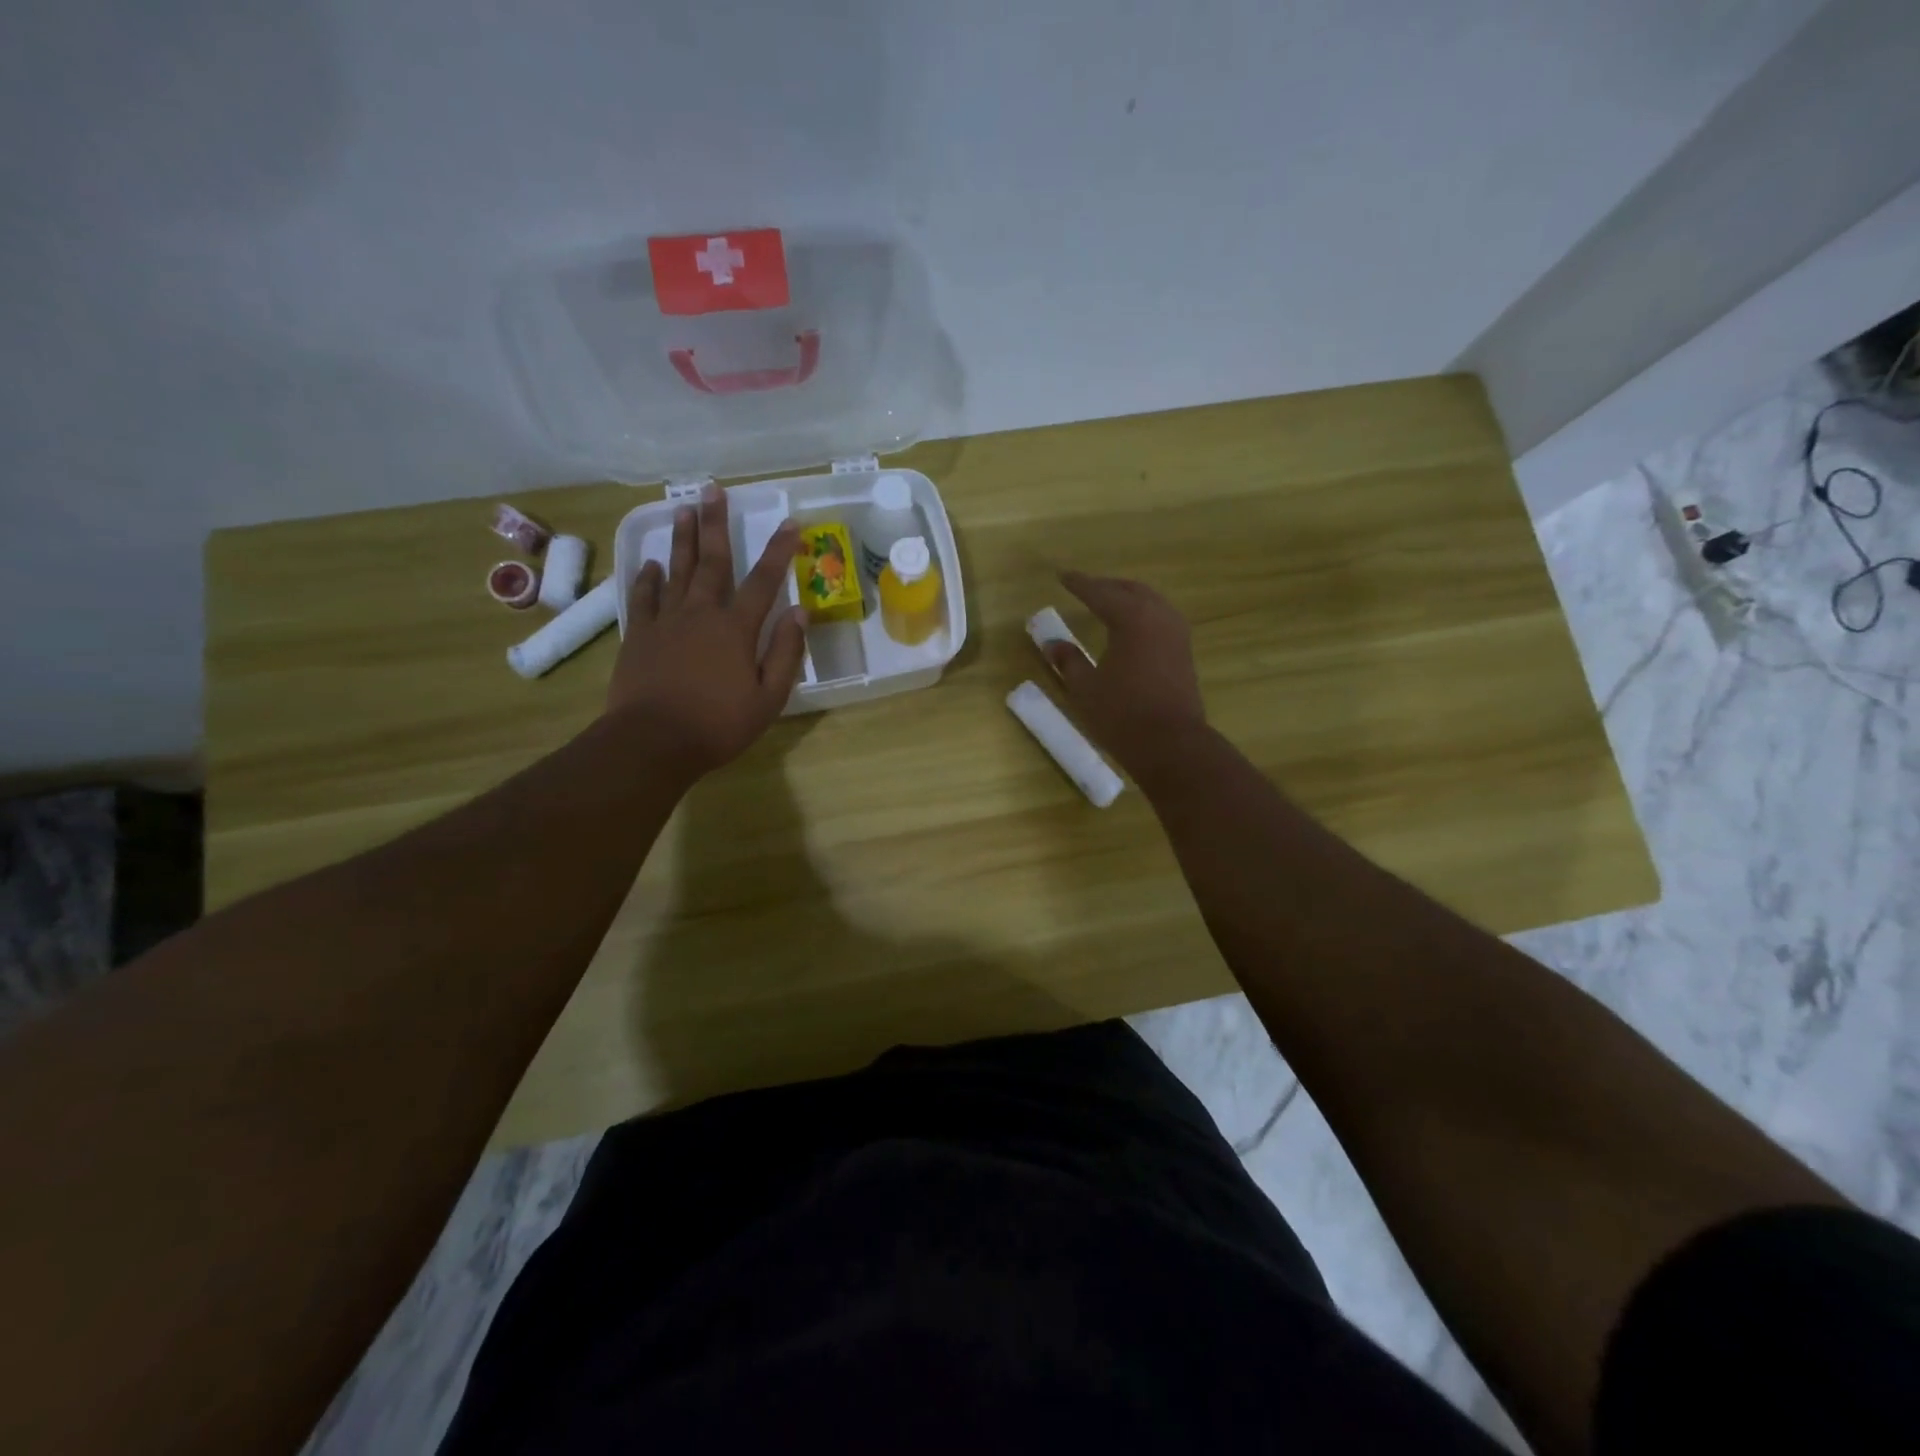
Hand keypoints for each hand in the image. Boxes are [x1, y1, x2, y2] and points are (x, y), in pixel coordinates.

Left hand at [607, 486, 806, 778]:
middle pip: (712, 561)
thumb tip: (800, 612)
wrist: (653, 741)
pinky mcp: (639, 635)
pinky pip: (643, 598)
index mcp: (736, 629)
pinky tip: (651, 564)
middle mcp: (701, 613)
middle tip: (713, 490)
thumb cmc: (719, 724)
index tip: (790, 523)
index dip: (779, 551)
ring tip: (683, 508)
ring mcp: (666, 622)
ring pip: (676, 571)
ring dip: (682, 539)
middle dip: (715, 524)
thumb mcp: (769, 698)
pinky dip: (647, 578)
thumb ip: (785, 653)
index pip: (764, 581)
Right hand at [1044, 570, 1206, 780]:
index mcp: (1132, 618)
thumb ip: (1068, 661)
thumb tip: (1052, 643)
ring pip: (1150, 602)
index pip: (1100, 593)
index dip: (1079, 584)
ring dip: (1127, 598)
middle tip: (1085, 588)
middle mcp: (1159, 616)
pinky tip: (1131, 627)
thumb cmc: (1122, 715)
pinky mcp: (1184, 651)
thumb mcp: (1085, 688)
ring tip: (1107, 603)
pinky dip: (1142, 614)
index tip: (1062, 576)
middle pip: (1130, 590)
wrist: (1171, 744)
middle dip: (1106, 586)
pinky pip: (1160, 618)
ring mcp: (1176, 633)